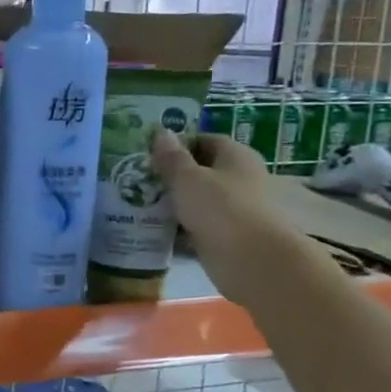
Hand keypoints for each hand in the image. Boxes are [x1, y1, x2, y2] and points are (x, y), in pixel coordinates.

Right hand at [149, 130, 327, 309]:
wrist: (251, 260)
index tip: (150, 154)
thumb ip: (171, 157)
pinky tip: (154, 228)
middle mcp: (240, 178)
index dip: (178, 144)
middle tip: (139, 179)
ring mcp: (235, 208)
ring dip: (173, 202)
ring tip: (140, 203)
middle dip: (172, 175)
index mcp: (236, 157)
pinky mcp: (227, 234)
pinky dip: (179, 226)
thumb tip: (160, 132)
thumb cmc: (219, 208)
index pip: (205, 140)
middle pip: (201, 170)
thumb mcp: (187, 178)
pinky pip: (198, 224)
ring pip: (198, 199)